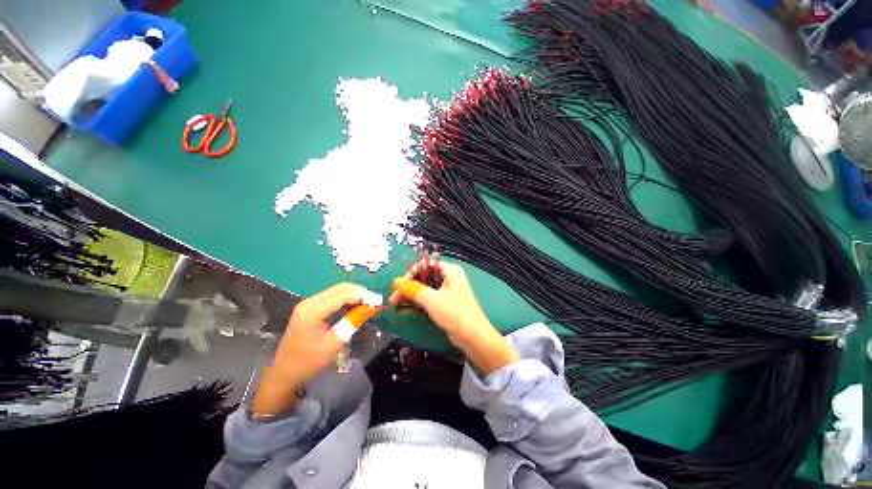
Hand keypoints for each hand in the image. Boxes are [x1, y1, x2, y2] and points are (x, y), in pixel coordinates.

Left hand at [252, 283, 377, 414]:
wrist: (284, 376)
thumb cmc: (309, 362)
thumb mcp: (335, 343)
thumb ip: (353, 321)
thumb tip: (371, 307)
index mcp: (313, 309)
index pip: (343, 294)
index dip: (363, 295)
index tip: (379, 301)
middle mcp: (310, 301)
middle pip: (340, 289)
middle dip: (360, 293)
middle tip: (376, 302)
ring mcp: (308, 304)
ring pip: (337, 291)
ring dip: (354, 295)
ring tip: (369, 304)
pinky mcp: (310, 309)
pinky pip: (332, 298)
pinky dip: (347, 299)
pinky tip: (355, 306)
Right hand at [390, 260, 518, 373]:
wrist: (474, 338)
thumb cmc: (455, 313)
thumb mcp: (432, 300)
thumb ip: (413, 289)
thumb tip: (396, 281)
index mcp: (449, 270)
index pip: (425, 265)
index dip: (410, 274)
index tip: (398, 287)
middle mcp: (449, 277)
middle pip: (423, 276)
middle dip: (408, 287)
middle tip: (393, 299)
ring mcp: (448, 290)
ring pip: (425, 288)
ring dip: (410, 296)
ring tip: (395, 305)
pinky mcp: (446, 303)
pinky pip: (429, 298)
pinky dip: (417, 303)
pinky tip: (405, 310)